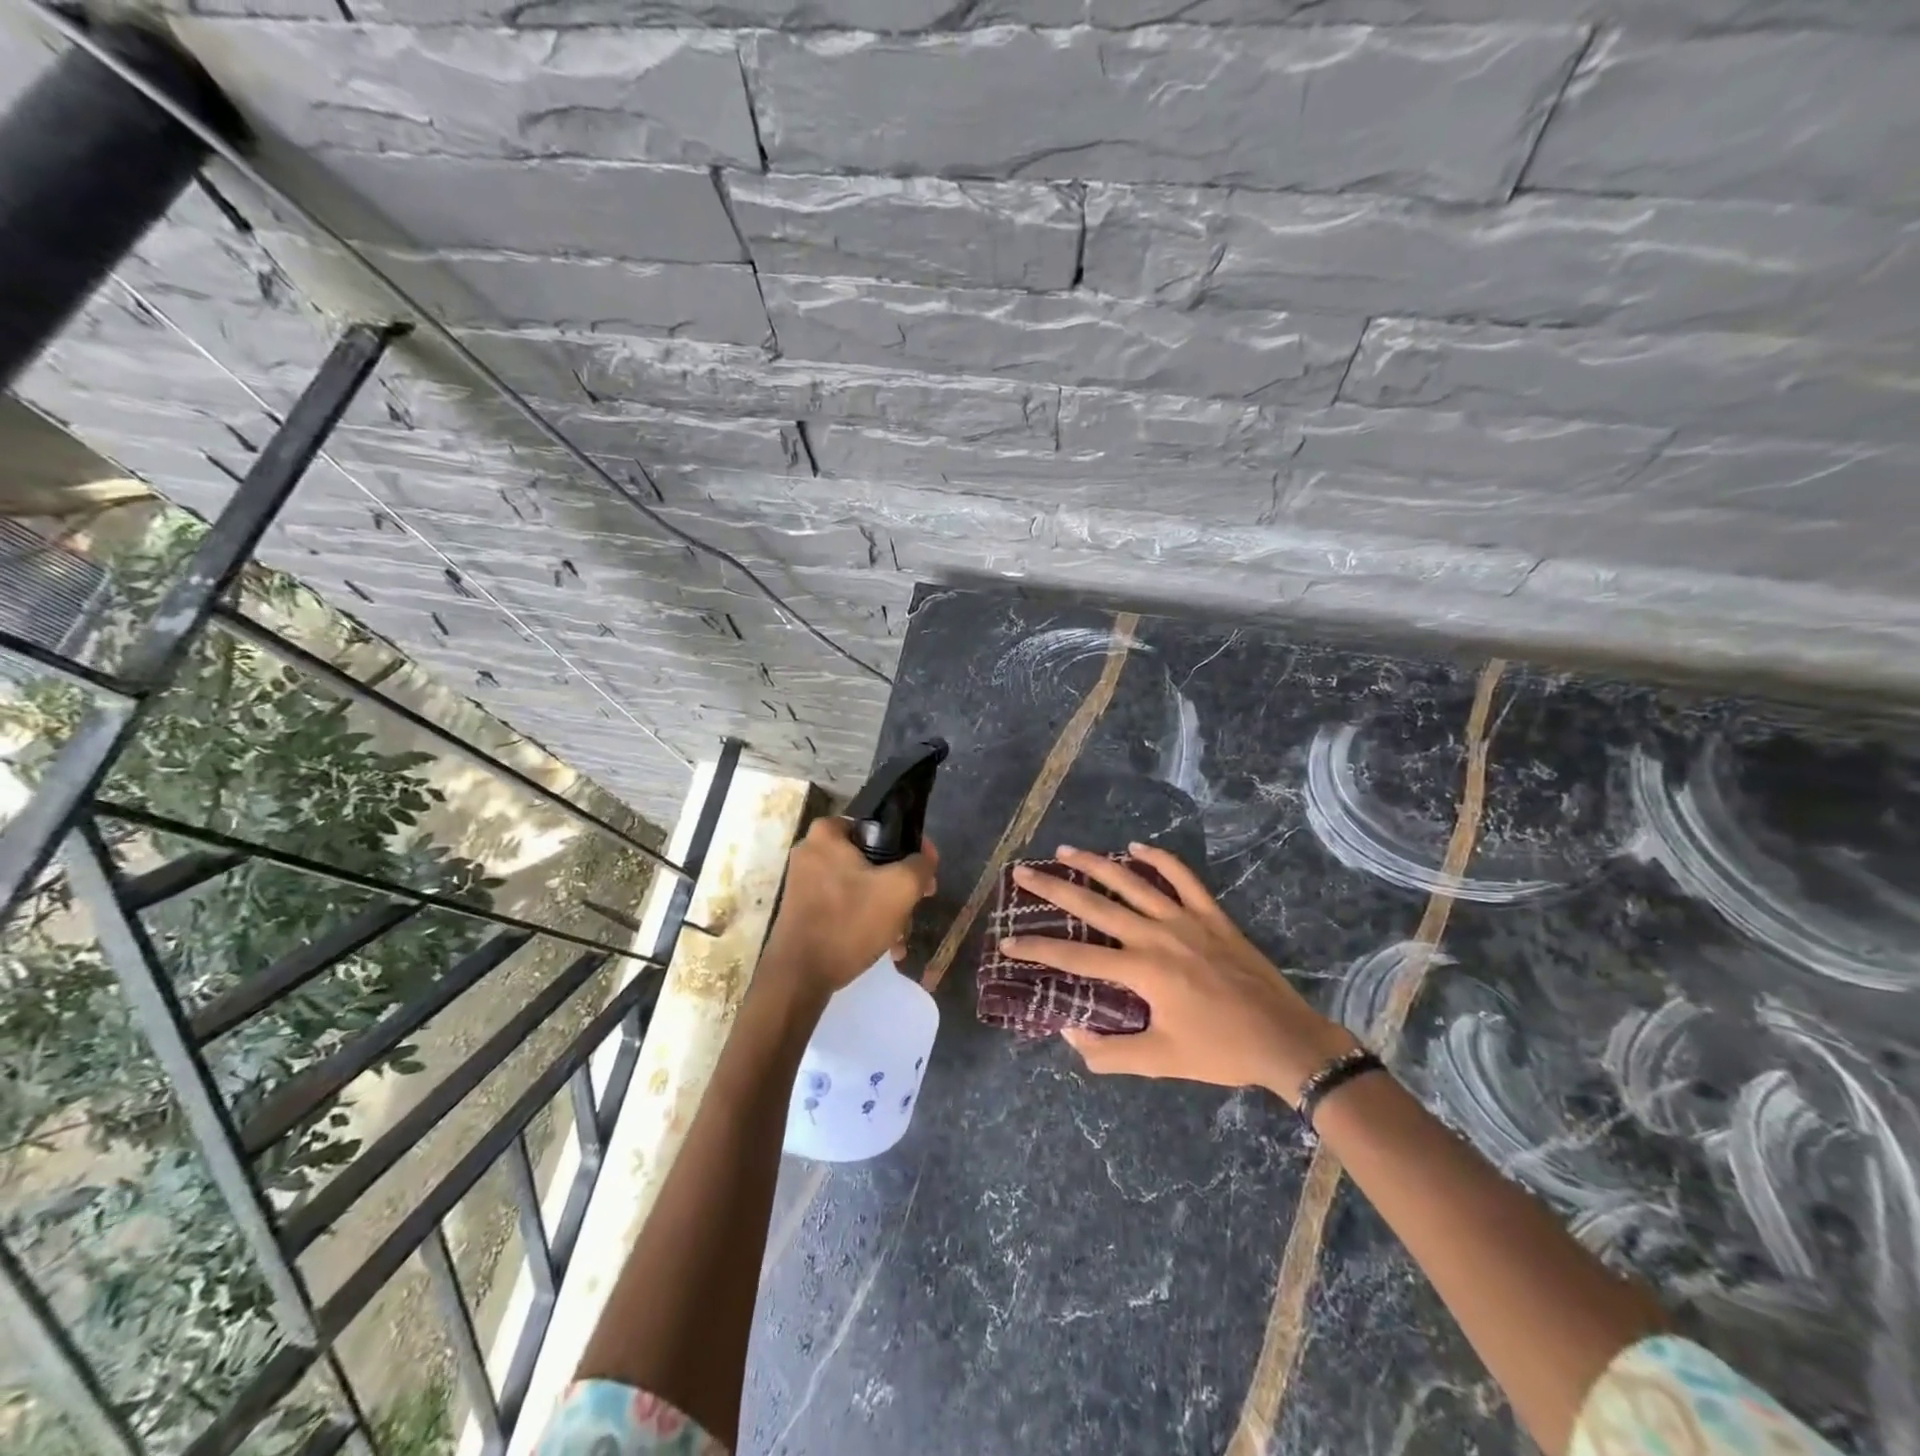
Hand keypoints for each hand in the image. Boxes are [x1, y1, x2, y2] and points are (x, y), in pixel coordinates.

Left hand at [762, 816, 937, 995]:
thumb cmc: (849, 922)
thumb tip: (925, 857)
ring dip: (885, 909)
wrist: (799, 977)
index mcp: (827, 832)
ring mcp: (804, 882)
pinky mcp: (804, 909)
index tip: (924, 875)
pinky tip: (884, 945)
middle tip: (916, 907)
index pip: (881, 828)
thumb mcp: (899, 888)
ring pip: (861, 885)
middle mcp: (811, 851)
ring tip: (900, 937)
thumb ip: (920, 864)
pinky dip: (865, 920)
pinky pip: (845, 904)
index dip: (909, 849)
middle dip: (898, 887)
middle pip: (872, 860)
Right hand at [1000, 843, 1356, 1102]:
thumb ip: (1109, 1051)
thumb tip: (1069, 1032)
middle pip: (1095, 906)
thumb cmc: (1219, 1051)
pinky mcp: (1211, 914)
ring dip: (1094, 864)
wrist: (1283, 1038)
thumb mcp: (1160, 1061)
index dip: (1038, 950)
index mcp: (1141, 971)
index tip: (1007, 941)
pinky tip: (1135, 847)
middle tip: (1022, 873)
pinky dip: (1158, 859)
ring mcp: (1185, 919)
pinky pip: (1181, 877)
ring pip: (1132, 882)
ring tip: (1064, 851)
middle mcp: (1156, 935)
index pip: (1076, 958)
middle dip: (1053, 889)